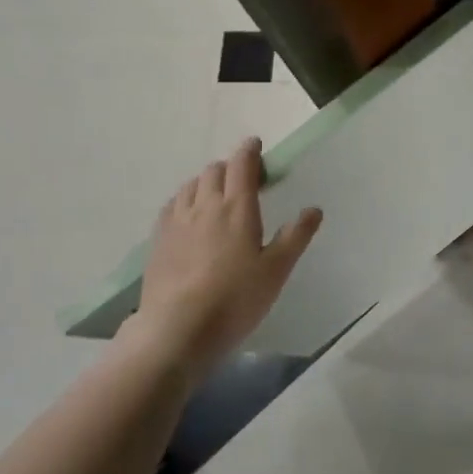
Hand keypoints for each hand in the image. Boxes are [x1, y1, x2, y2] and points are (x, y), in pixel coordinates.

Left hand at [138, 138, 321, 374]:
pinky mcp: (158, 240)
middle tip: (242, 179)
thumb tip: (314, 209)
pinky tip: (188, 214)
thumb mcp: (276, 270)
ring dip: (205, 181)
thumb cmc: (235, 299)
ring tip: (215, 195)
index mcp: (237, 208)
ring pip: (190, 185)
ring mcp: (177, 221)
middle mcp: (205, 205)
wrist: (177, 328)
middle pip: (214, 171)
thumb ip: (295, 236)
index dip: (249, 151)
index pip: (242, 166)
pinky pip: (172, 206)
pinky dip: (185, 200)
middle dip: (229, 167)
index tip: (255, 145)